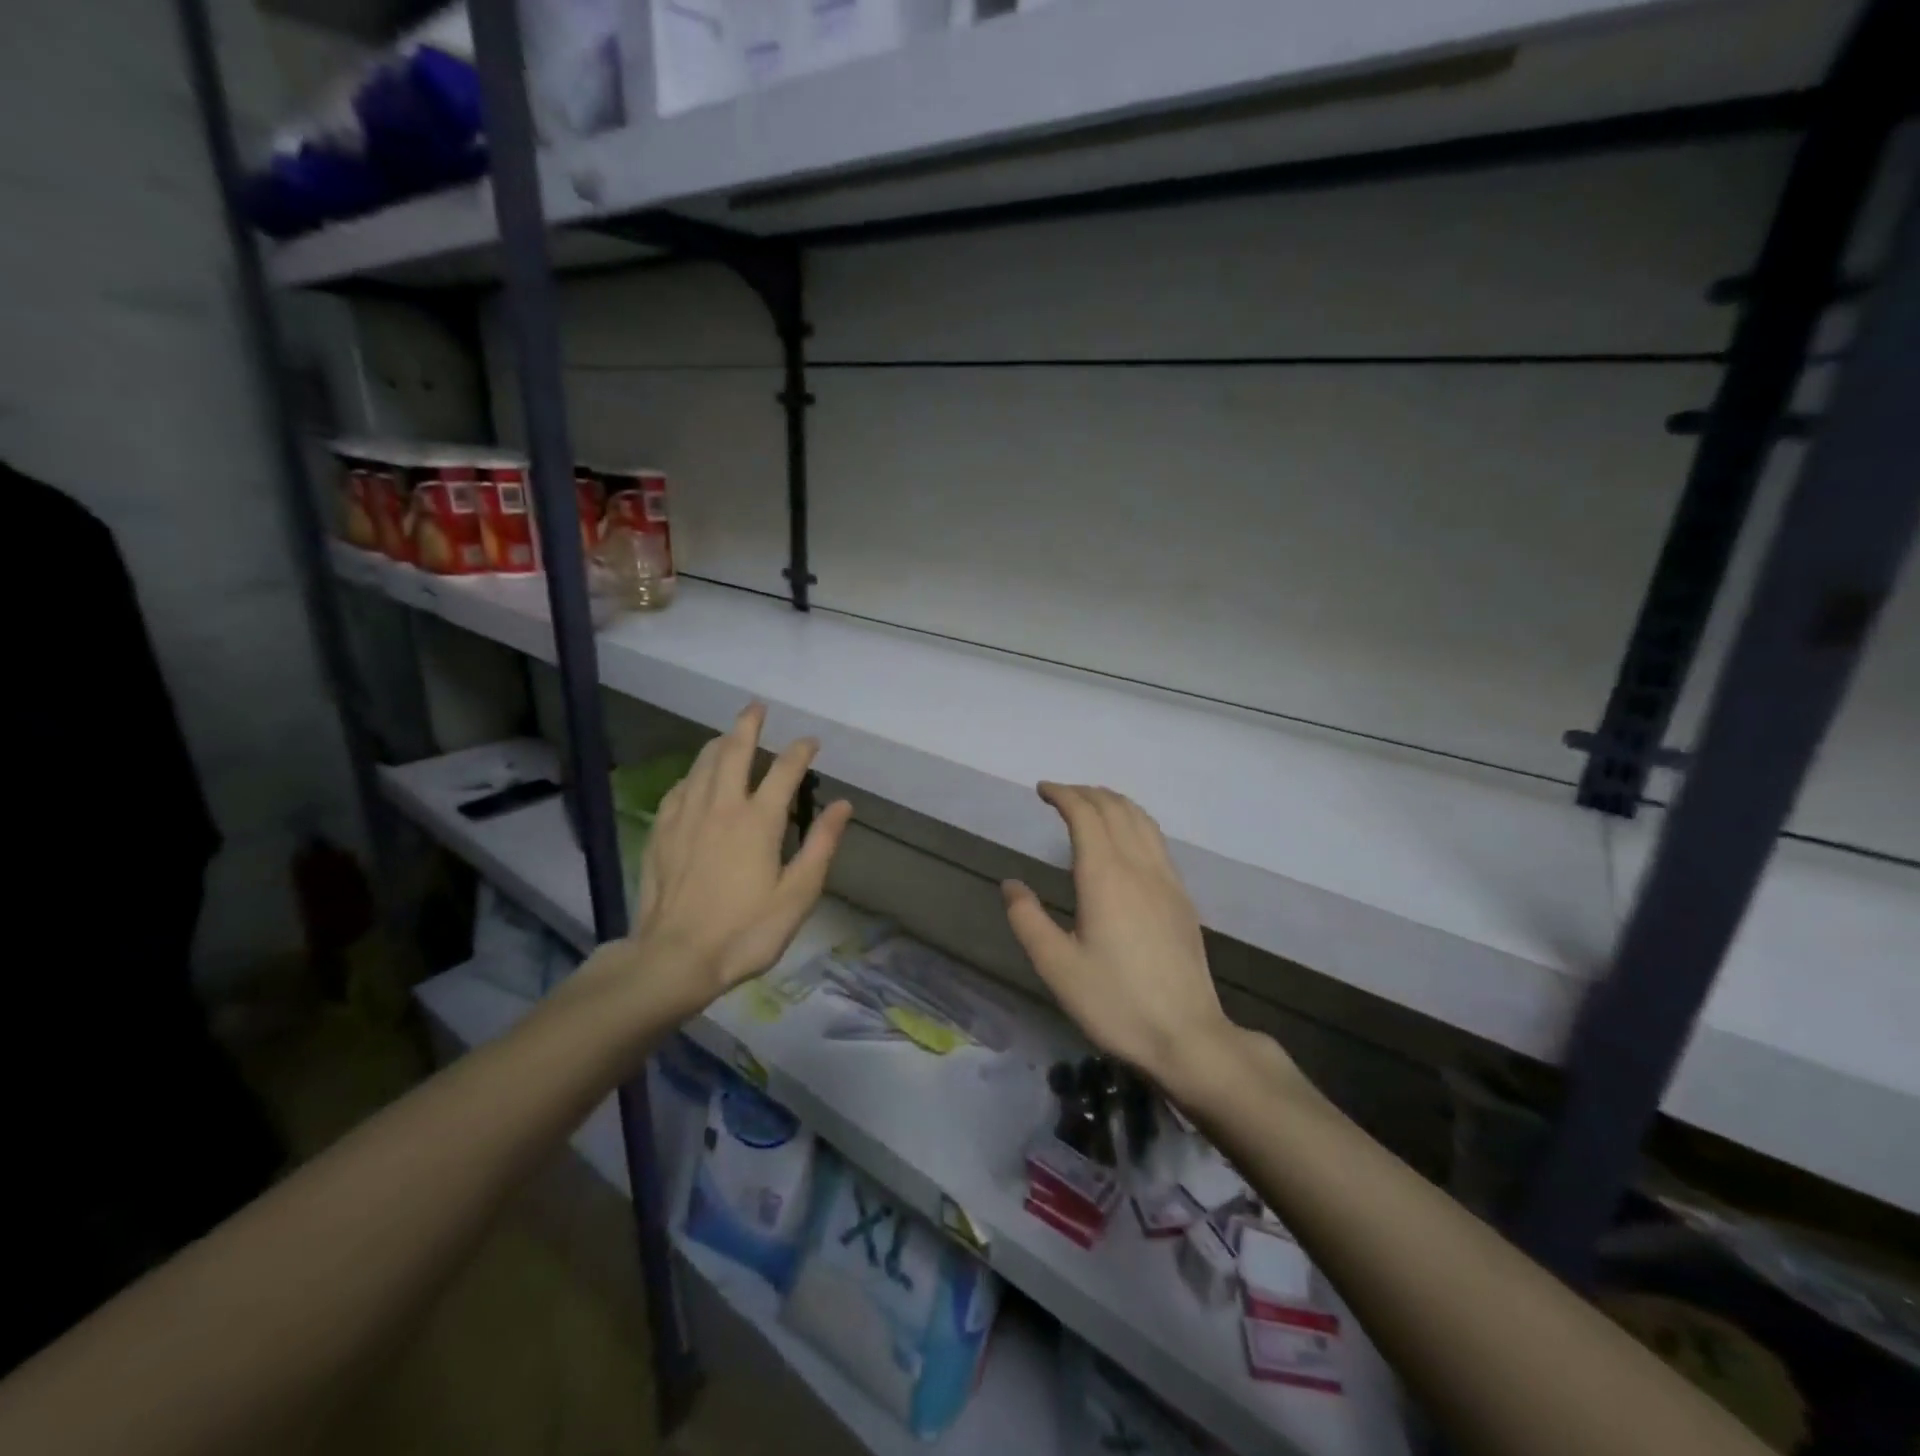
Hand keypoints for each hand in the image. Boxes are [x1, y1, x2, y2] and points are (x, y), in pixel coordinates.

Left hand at [630, 703, 852, 1016]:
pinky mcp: (662, 833)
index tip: (812, 742)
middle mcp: (721, 807)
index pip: (785, 770)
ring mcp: (686, 817)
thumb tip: (843, 806)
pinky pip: (678, 789)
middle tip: (757, 707)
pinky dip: (692, 774)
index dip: (801, 751)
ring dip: (718, 743)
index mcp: (758, 820)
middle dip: (748, 725)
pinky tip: (694, 779)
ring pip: (701, 765)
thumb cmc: (745, 931)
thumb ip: (820, 846)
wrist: (674, 958)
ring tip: (728, 735)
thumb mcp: (797, 895)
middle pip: (734, 752)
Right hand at [1002, 784, 1258, 1095]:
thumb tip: (1011, 885)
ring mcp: (1167, 880)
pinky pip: (1156, 840)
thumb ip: (1028, 920)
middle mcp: (1139, 866)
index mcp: (1105, 876)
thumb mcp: (1057, 967)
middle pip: (1115, 808)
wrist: (1188, 1036)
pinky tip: (1126, 839)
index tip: (1042, 790)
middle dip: (1086, 792)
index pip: (1085, 814)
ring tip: (1091, 804)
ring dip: (1113, 802)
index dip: (1063, 794)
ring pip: (1141, 820)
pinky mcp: (1182, 898)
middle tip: (1060, 795)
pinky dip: (1135, 821)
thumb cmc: (1115, 1002)